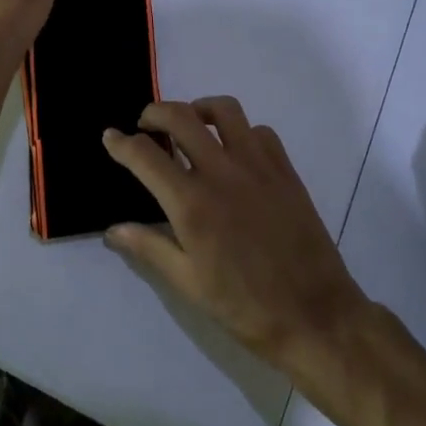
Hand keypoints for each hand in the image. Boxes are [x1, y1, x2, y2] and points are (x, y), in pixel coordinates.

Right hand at [103, 98, 369, 377]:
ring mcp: (257, 165)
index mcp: (192, 203)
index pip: (145, 155)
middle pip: (180, 117)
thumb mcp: (188, 283)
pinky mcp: (285, 169)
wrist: (315, 315)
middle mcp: (221, 172)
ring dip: (199, 110)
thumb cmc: (245, 306)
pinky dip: (240, 131)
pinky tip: (234, 153)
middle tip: (147, 126)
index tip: (110, 137)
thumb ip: (149, 247)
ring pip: (224, 110)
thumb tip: (113, 230)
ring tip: (191, 126)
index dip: (120, 143)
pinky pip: (259, 131)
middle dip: (155, 113)